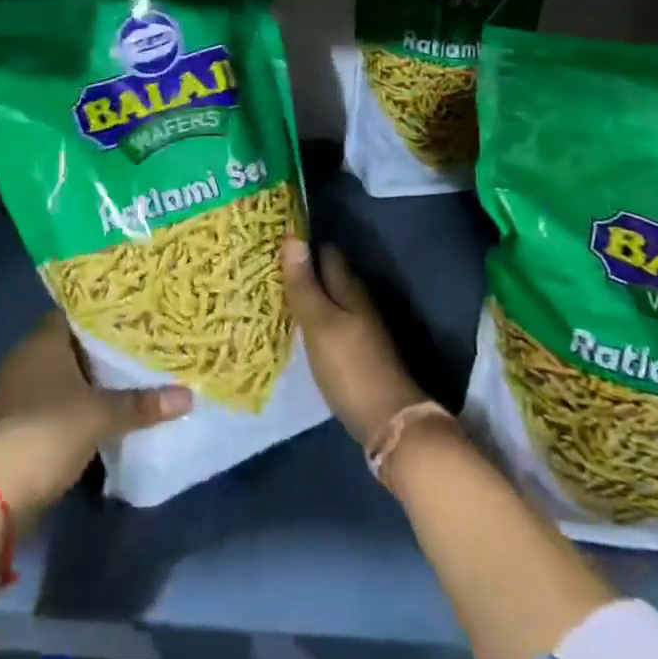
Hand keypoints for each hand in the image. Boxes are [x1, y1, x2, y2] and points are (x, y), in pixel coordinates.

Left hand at [0, 312, 190, 529]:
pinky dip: (68, 406)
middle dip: (96, 351)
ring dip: (82, 382)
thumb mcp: (102, 416)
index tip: (129, 320)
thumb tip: (187, 395)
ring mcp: (12, 393)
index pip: (72, 313)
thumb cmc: (48, 434)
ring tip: (120, 381)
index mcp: (41, 341)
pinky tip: (94, 414)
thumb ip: (142, 403)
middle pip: (66, 345)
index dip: (99, 316)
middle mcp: (23, 358)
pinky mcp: (10, 424)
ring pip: (56, 376)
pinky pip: (46, 402)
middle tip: (134, 350)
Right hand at [281, 237, 428, 449]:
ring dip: (309, 295)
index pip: (327, 253)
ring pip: (331, 301)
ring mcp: (361, 330)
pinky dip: (315, 319)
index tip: (275, 239)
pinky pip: (333, 324)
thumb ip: (304, 284)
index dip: (304, 244)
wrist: (390, 422)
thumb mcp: (320, 324)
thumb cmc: (350, 367)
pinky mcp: (359, 354)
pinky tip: (298, 328)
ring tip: (275, 294)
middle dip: (304, 269)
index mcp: (350, 289)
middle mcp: (358, 303)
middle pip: (330, 277)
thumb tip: (293, 236)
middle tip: (267, 266)